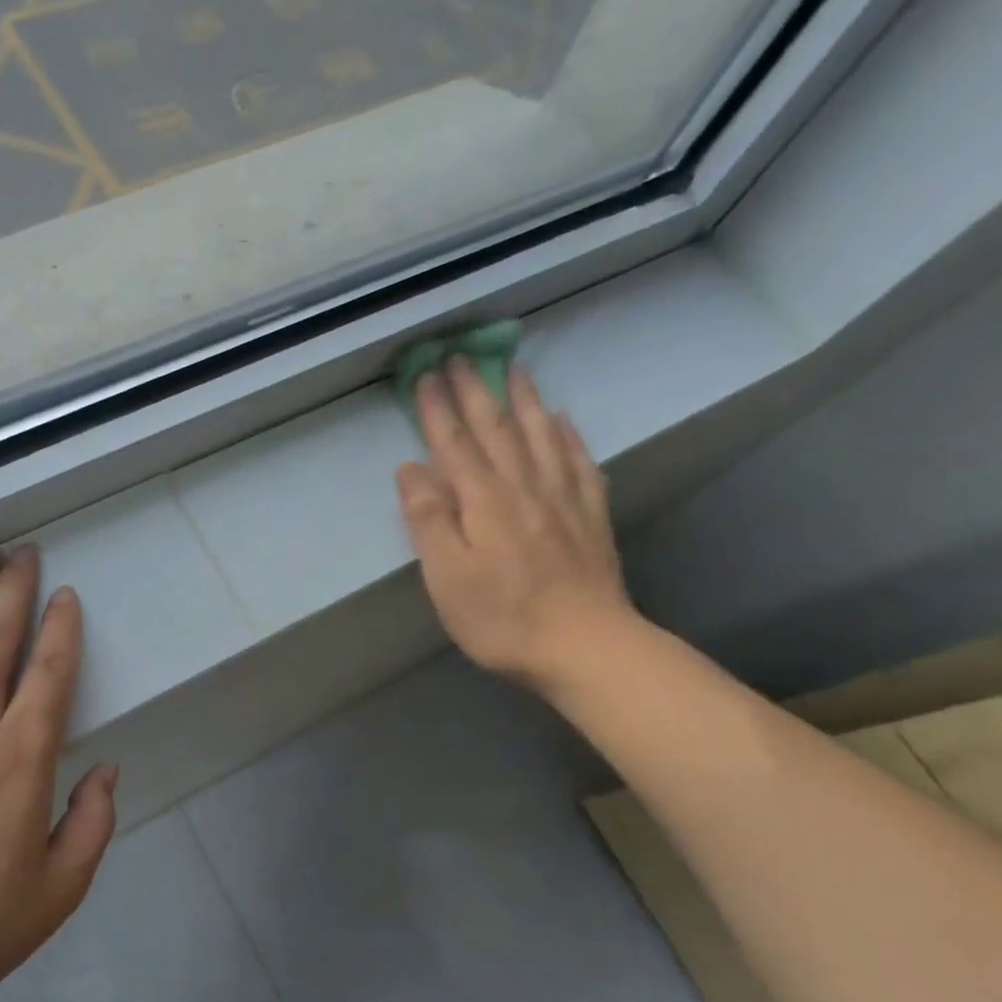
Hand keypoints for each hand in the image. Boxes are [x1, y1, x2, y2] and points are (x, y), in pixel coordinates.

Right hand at [397, 359, 637, 689]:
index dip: (437, 408)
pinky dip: (569, 435)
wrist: (585, 646)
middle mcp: (523, 487)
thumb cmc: (502, 618)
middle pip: (497, 429)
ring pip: (541, 435)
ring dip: (524, 399)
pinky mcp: (591, 517)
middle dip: (476, 390)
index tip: (424, 374)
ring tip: (515, 369)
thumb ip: (428, 519)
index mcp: (483, 501)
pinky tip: (564, 419)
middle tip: (462, 355)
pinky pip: (580, 462)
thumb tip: (410, 468)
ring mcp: (563, 499)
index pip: (454, 443)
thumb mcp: (447, 577)